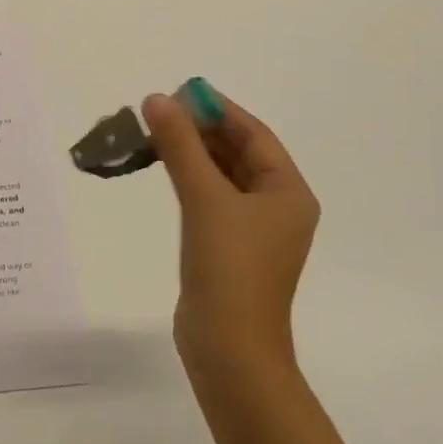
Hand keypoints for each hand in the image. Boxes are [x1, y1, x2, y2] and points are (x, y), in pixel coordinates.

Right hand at [142, 91, 319, 383]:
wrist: (229, 351)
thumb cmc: (229, 268)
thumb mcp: (204, 198)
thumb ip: (180, 145)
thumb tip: (157, 99)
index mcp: (287, 191)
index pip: (254, 134)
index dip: (218, 109)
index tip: (180, 91)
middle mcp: (277, 206)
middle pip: (238, 152)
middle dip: (201, 130)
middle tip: (160, 110)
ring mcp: (254, 230)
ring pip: (222, 175)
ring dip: (192, 153)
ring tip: (155, 132)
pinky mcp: (230, 248)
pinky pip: (212, 199)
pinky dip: (190, 179)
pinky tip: (163, 168)